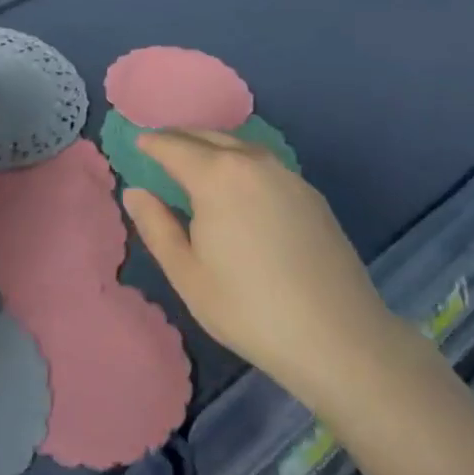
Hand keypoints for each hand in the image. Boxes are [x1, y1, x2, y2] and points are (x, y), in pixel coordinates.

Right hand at [123, 129, 407, 410]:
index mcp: (217, 176)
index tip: (138, 142)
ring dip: (212, 146)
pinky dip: (240, 161)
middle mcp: (253, 162)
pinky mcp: (310, 194)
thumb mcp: (187, 274)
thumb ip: (156, 226)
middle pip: (208, 136)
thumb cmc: (249, 308)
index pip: (174, 145)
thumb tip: (135, 192)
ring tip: (195, 161)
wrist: (339, 338)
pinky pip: (264, 163)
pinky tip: (238, 185)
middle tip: (160, 146)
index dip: (152, 143)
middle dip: (180, 137)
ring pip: (239, 145)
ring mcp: (287, 175)